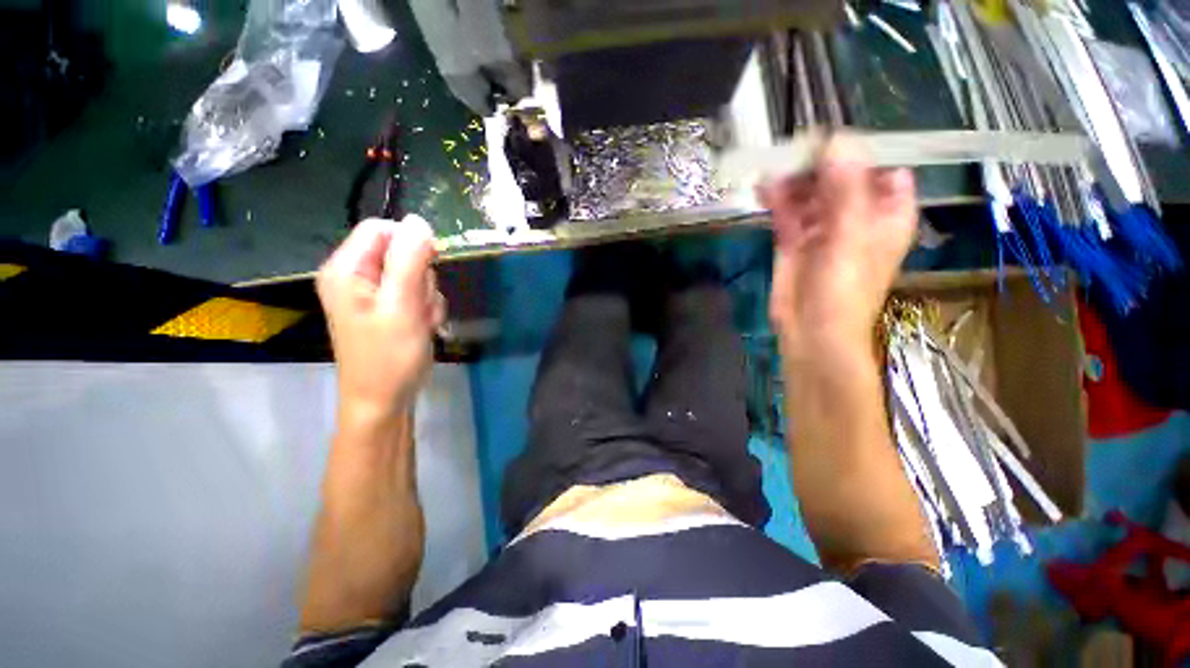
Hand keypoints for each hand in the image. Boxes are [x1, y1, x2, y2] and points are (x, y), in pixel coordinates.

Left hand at [316, 216, 445, 420]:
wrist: (385, 400)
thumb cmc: (389, 356)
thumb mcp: (402, 305)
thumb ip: (410, 260)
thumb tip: (419, 221)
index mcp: (346, 269)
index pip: (381, 229)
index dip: (411, 242)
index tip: (430, 266)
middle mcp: (356, 276)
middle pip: (401, 252)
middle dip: (422, 277)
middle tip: (418, 306)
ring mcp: (374, 294)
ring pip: (415, 274)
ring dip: (427, 296)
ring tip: (421, 322)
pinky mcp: (389, 308)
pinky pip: (417, 293)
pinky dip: (426, 308)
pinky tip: (423, 327)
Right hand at [759, 135, 916, 359]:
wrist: (811, 331)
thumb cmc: (844, 289)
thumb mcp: (851, 237)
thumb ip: (846, 188)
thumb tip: (838, 141)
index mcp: (886, 212)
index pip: (881, 168)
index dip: (860, 152)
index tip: (831, 141)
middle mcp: (856, 215)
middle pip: (840, 176)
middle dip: (818, 163)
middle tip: (794, 150)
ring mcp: (822, 227)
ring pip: (810, 192)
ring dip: (793, 179)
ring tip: (773, 167)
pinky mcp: (794, 240)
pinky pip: (787, 211)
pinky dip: (775, 198)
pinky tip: (763, 187)